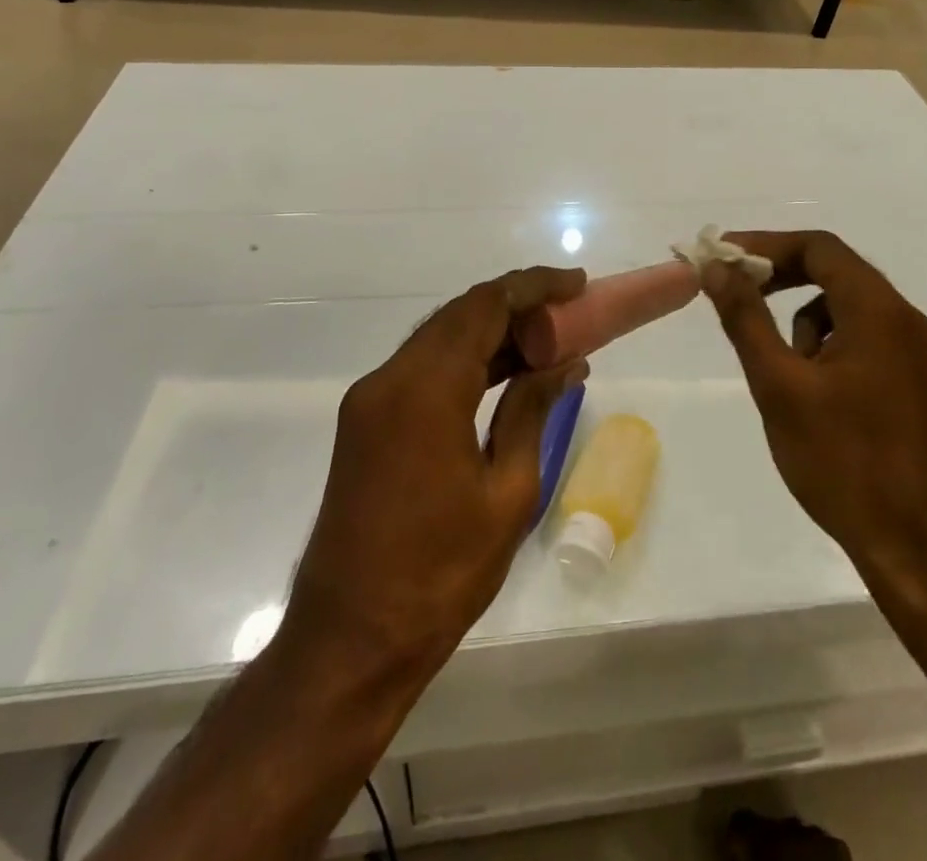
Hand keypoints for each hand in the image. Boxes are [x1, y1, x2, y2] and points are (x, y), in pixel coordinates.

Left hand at [281, 267, 588, 689]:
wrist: (349, 642)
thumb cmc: (440, 574)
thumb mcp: (508, 492)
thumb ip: (532, 411)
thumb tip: (565, 363)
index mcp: (425, 390)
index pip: (485, 306)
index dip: (533, 286)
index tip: (577, 284)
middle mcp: (389, 379)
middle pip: (460, 314)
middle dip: (516, 304)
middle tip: (569, 313)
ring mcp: (371, 399)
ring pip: (440, 337)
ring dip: (491, 331)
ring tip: (547, 341)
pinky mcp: (365, 422)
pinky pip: (422, 368)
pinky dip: (465, 360)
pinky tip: (504, 373)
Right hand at [700, 232, 926, 592]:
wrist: (913, 547)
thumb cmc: (841, 461)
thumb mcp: (779, 385)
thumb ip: (746, 318)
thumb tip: (718, 268)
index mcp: (879, 311)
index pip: (819, 247)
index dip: (766, 244)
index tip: (723, 257)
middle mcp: (903, 319)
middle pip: (834, 270)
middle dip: (779, 276)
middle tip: (733, 291)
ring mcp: (912, 351)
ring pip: (845, 306)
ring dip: (802, 317)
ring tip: (779, 368)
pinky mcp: (910, 379)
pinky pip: (860, 336)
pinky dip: (825, 343)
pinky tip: (810, 390)